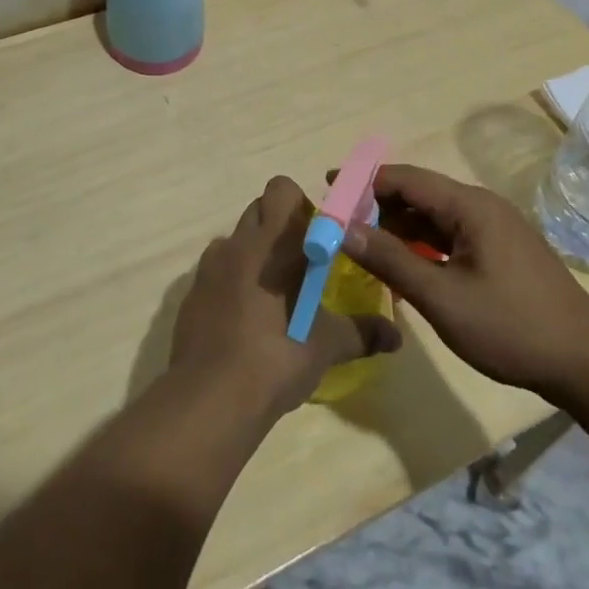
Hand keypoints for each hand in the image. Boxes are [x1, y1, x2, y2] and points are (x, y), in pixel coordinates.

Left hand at [169, 175, 402, 420]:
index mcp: (273, 242)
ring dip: (255, 254)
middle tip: (301, 266)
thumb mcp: (326, 346)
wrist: (209, 398)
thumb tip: (396, 337)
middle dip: (280, 228)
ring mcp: (209, 267)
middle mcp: (238, 243)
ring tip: (273, 295)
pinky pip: (217, 271)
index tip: (317, 239)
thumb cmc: (276, 356)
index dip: (301, 207)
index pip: (282, 190)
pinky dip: (232, 282)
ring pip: (236, 240)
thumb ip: (362, 332)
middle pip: (258, 210)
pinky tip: (245, 320)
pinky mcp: (191, 294)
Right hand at [338, 164, 588, 400]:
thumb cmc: (511, 327)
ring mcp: (494, 229)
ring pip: (434, 217)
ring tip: (361, 243)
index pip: (405, 178)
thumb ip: (390, 259)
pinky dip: (421, 244)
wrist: (585, 362)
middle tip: (338, 224)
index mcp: (470, 206)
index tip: (327, 188)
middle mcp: (482, 207)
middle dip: (377, 205)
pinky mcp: (500, 251)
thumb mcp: (442, 297)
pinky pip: (451, 236)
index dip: (363, 181)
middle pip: (419, 194)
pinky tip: (402, 263)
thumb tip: (342, 229)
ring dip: (398, 226)